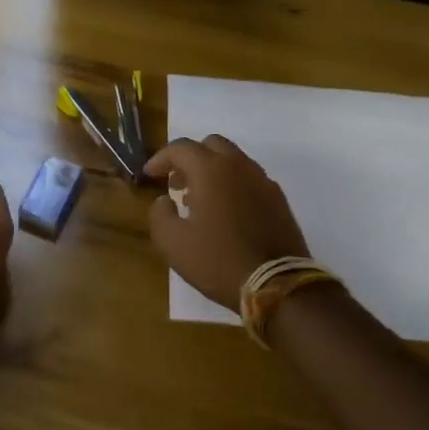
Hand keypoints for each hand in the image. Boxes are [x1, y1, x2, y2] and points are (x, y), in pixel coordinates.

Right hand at [146, 135, 310, 309]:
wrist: (276, 284)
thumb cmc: (218, 260)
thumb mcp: (173, 243)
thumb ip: (160, 214)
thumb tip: (165, 200)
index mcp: (210, 170)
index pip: (181, 148)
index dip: (161, 158)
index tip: (150, 175)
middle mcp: (238, 166)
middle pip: (211, 145)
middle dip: (190, 158)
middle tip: (177, 183)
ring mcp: (263, 181)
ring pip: (233, 160)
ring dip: (212, 171)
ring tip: (200, 200)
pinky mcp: (278, 199)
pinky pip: (250, 179)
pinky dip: (233, 184)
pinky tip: (226, 212)